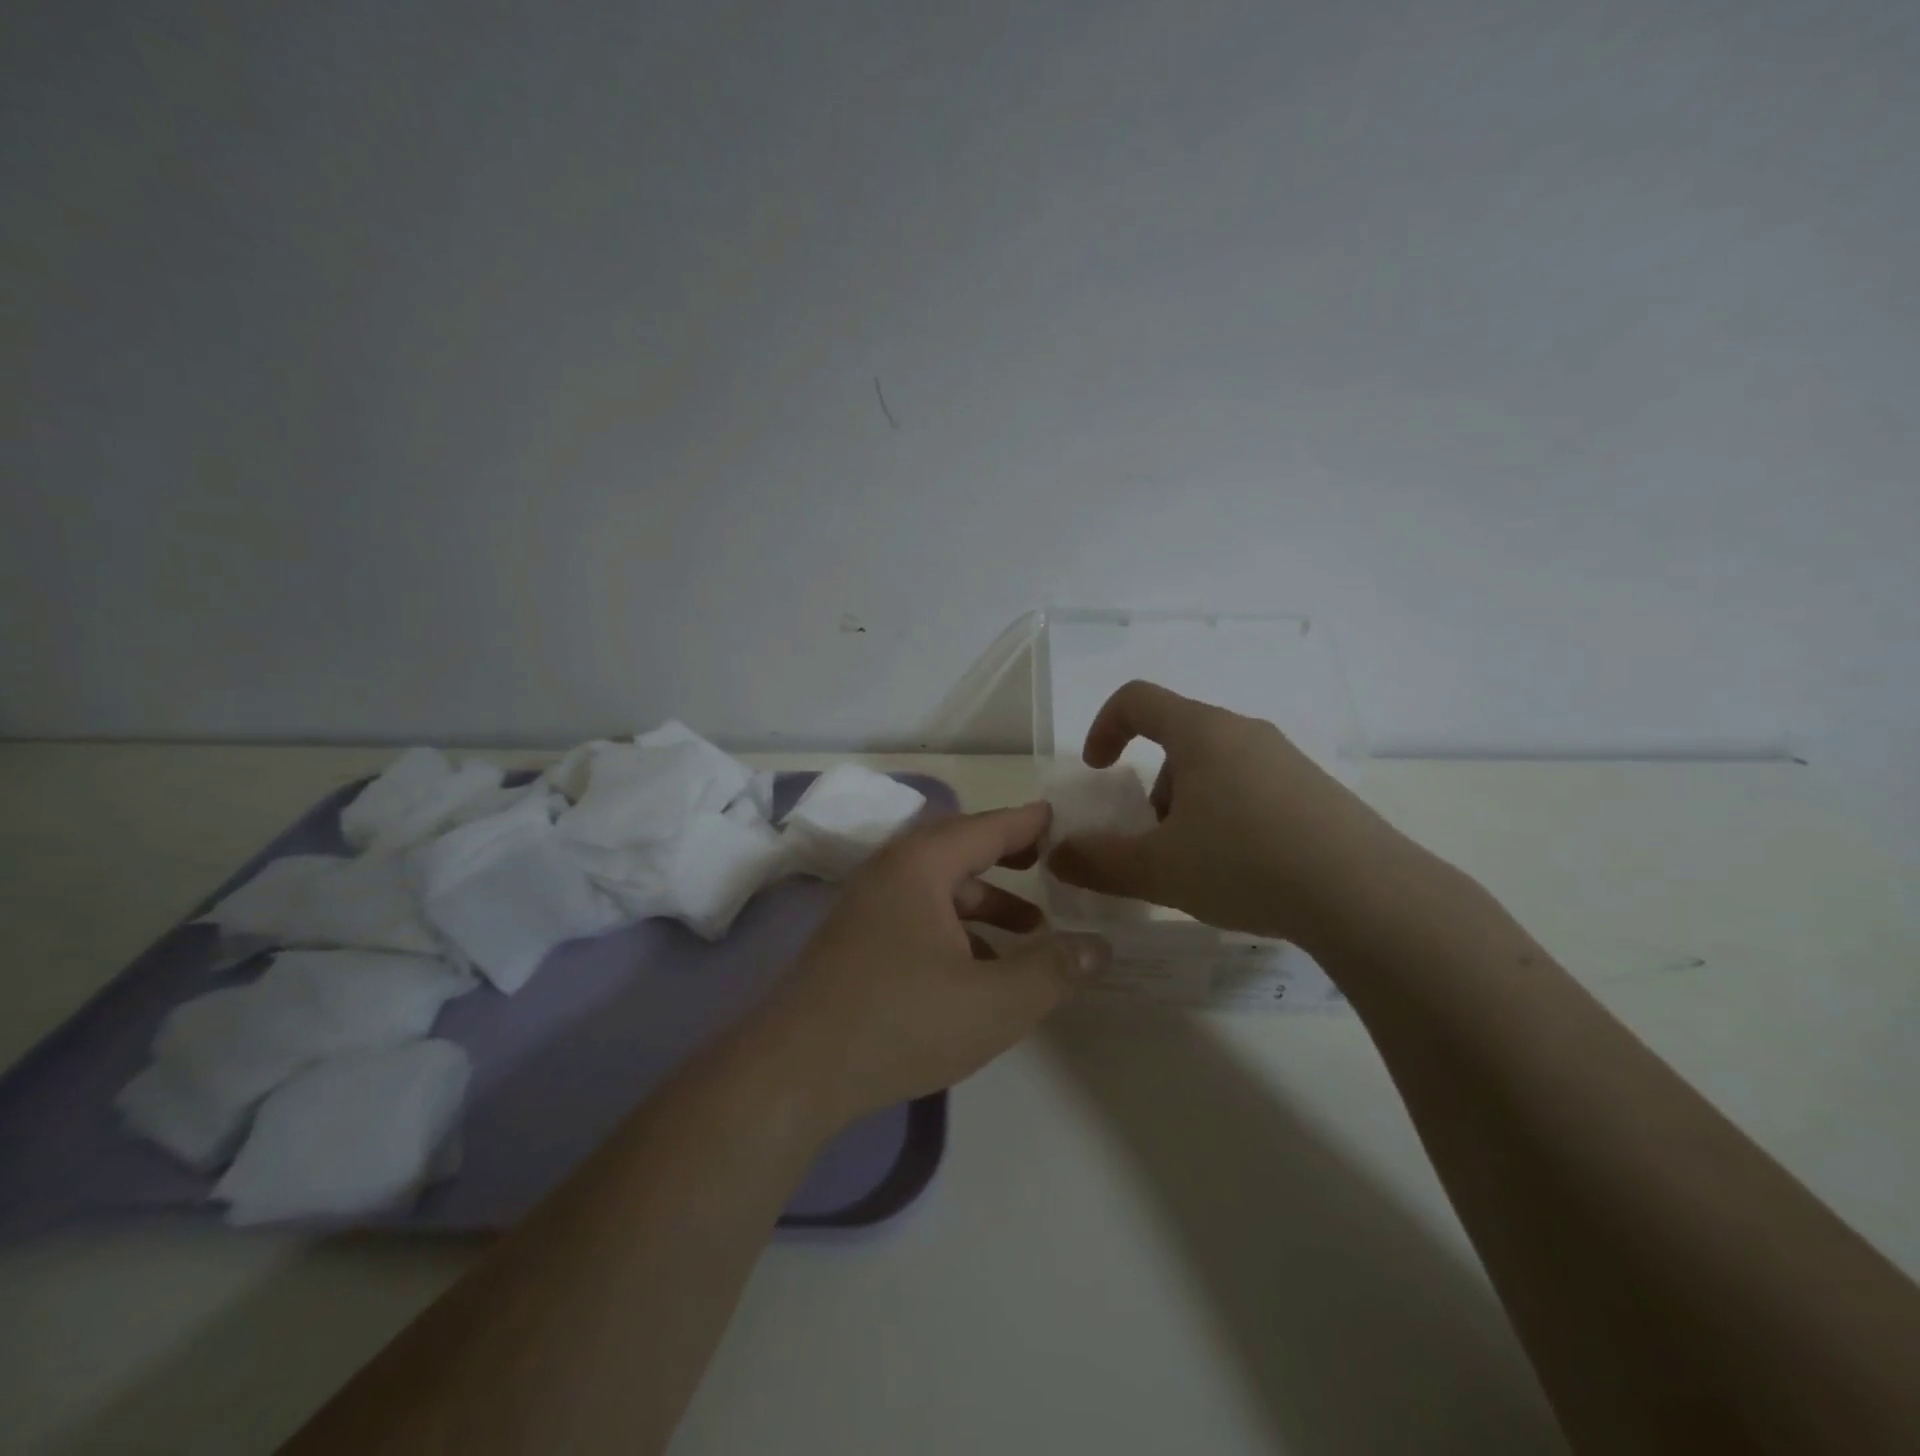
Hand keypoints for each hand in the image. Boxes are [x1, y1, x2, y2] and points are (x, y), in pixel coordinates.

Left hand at [756, 802, 1110, 1126]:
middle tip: (1047, 864)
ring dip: (984, 903)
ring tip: (1029, 932)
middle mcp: (889, 874)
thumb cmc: (901, 1021)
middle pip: (958, 851)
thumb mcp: (994, 1001)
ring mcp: (865, 909)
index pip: (986, 828)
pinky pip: (916, 916)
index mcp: (920, 867)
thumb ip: (1053, 970)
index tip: (1058, 818)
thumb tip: (1100, 946)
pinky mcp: (854, 943)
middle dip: (1006, 858)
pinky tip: (977, 968)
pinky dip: (955, 929)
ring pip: (937, 889)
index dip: (1027, 823)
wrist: (793, 1072)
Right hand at [1046, 680, 1426, 949]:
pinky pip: (1253, 790)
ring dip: (1190, 807)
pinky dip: (1229, 818)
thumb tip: (1058, 856)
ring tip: (1199, 865)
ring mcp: (1288, 761)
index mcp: (1202, 733)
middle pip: (1179, 741)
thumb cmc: (1246, 863)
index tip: (1098, 770)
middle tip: (1155, 839)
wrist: (1369, 897)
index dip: (1104, 727)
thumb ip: (1098, 861)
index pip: (1138, 699)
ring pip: (1217, 769)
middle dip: (1153, 788)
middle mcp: (1246, 733)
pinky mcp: (1318, 792)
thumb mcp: (1158, 870)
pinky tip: (1245, 872)